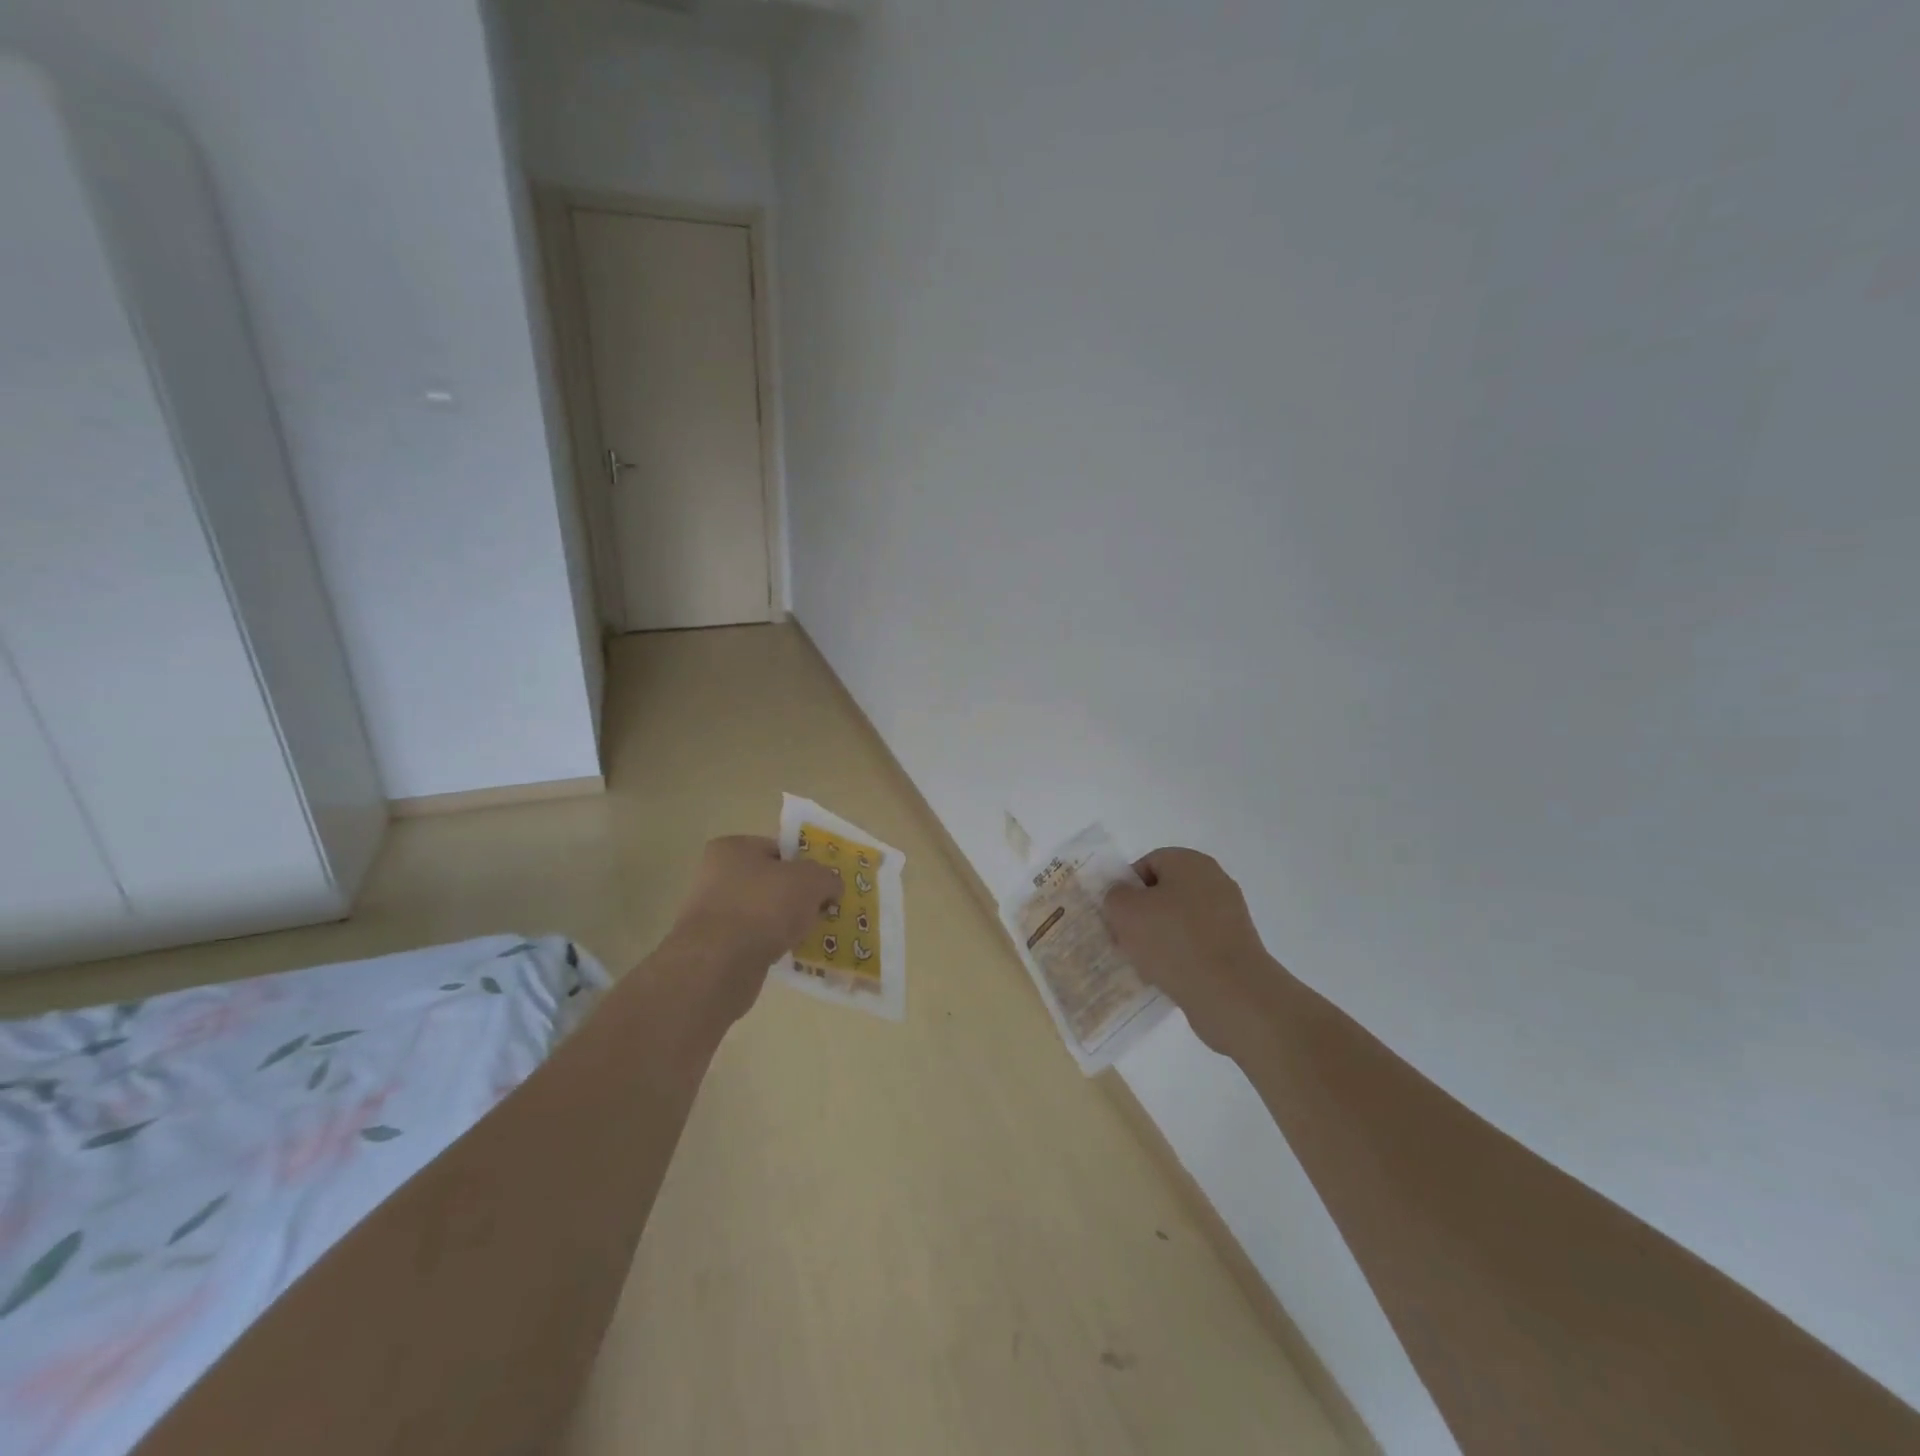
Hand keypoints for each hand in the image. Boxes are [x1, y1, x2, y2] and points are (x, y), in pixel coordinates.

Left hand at [663, 836, 840, 1023]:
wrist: (720, 964)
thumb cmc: (764, 906)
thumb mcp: (811, 881)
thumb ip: (827, 878)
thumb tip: (831, 888)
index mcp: (732, 848)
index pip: (777, 849)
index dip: (804, 865)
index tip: (823, 885)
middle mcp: (714, 875)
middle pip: (770, 882)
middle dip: (796, 897)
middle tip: (821, 911)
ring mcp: (710, 913)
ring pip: (762, 913)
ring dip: (784, 923)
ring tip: (808, 935)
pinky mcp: (712, 947)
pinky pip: (752, 940)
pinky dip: (770, 945)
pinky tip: (788, 954)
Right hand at [1102, 848, 1283, 1059]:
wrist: (1231, 993)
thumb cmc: (1173, 941)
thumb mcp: (1125, 911)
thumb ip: (1115, 896)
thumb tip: (1124, 898)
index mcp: (1190, 862)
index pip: (1148, 864)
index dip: (1126, 888)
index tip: (1116, 916)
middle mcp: (1214, 881)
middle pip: (1164, 894)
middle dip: (1142, 916)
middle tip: (1126, 941)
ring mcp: (1229, 916)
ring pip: (1179, 922)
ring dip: (1159, 940)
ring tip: (1145, 965)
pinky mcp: (1236, 948)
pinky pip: (1197, 946)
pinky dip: (1180, 958)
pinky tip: (1168, 978)